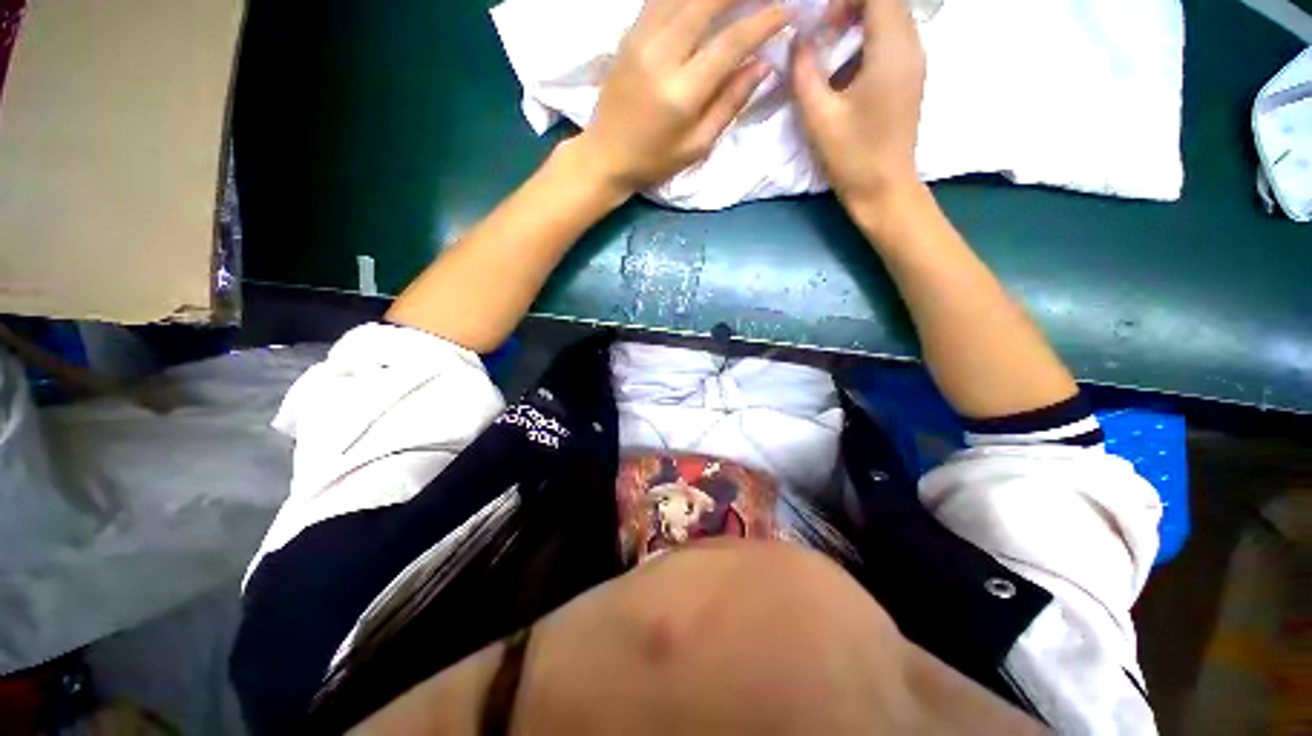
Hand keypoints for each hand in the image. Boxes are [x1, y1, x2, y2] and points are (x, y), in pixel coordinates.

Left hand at [573, 0, 791, 195]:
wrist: (605, 155)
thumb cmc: (654, 160)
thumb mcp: (697, 145)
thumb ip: (729, 103)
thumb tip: (763, 65)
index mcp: (681, 93)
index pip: (730, 43)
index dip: (763, 22)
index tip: (787, 11)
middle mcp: (660, 56)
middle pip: (706, 1)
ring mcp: (640, 39)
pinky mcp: (629, 34)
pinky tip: (701, 1)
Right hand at [791, 0, 925, 206]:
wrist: (884, 189)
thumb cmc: (852, 157)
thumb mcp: (818, 116)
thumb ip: (803, 72)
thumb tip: (796, 42)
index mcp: (892, 49)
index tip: (820, 24)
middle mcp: (912, 45)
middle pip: (886, 0)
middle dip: (848, 7)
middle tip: (821, 37)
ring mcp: (914, 60)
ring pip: (889, 16)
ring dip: (856, 22)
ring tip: (829, 55)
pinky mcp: (909, 75)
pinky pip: (890, 38)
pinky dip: (865, 41)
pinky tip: (844, 72)